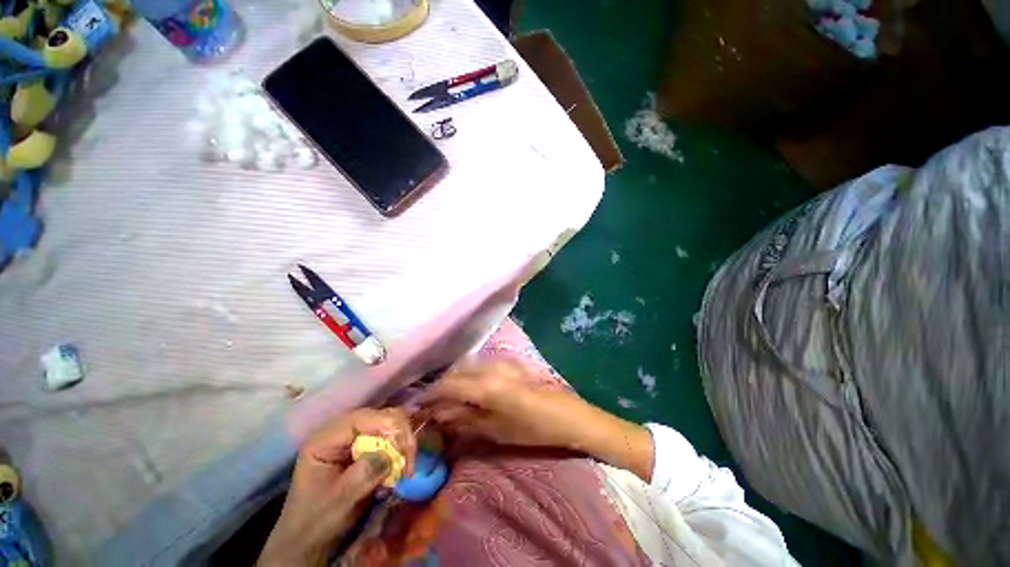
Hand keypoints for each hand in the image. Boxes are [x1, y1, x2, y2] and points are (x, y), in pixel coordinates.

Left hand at [259, 408, 416, 565]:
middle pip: (380, 417)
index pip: (361, 418)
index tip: (404, 450)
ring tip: (407, 467)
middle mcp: (341, 432)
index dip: (387, 426)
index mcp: (325, 439)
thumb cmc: (316, 521)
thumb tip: (392, 454)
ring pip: (389, 425)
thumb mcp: (338, 501)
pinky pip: (390, 439)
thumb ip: (363, 475)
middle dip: (399, 434)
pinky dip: (400, 451)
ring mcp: (354, 439)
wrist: (309, 541)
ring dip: (402, 443)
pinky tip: (401, 468)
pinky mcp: (365, 448)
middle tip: (409, 462)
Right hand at [423, 358, 653, 480]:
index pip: (448, 385)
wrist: (569, 415)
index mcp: (486, 385)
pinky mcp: (509, 362)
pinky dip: (470, 376)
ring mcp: (501, 361)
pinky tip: (470, 391)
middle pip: (456, 372)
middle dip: (440, 388)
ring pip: (467, 366)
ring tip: (449, 401)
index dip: (429, 395)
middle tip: (432, 406)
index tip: (416, 406)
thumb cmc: (534, 429)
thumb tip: (440, 417)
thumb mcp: (497, 431)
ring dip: (455, 381)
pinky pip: (481, 366)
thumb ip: (465, 421)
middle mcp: (491, 366)